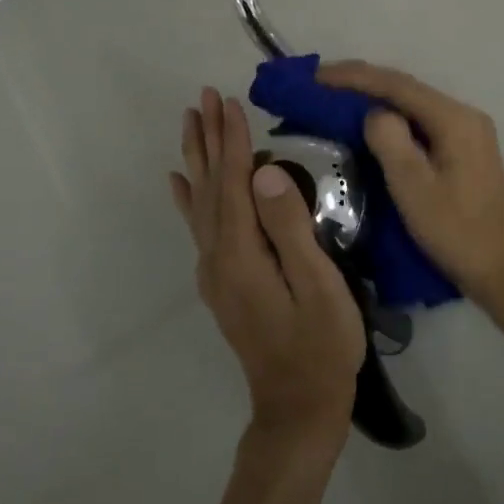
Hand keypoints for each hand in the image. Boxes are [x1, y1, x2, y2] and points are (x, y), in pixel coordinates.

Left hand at [170, 89, 365, 455]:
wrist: (298, 408)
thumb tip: (263, 173)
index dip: (233, 141)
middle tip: (205, 96)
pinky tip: (180, 182)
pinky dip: (188, 198)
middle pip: (209, 186)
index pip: (234, 183)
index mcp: (242, 254)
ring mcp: (215, 271)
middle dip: (208, 138)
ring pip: (200, 202)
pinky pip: (199, 227)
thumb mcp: (318, 285)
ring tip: (191, 122)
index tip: (231, 101)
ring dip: (196, 159)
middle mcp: (218, 257)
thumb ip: (290, 227)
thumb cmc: (322, 345)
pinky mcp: (222, 282)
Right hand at [317, 62, 503, 311]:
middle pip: (406, 89)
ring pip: (413, 105)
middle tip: (319, 84)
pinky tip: (370, 125)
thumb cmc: (455, 231)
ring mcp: (467, 133)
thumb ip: (390, 139)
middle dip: (362, 83)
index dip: (354, 76)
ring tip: (336, 99)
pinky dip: (392, 119)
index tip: (316, 76)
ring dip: (376, 98)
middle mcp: (464, 115)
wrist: (502, 271)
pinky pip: (420, 123)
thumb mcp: (413, 186)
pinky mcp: (464, 151)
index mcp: (454, 118)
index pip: (397, 84)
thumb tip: (373, 112)